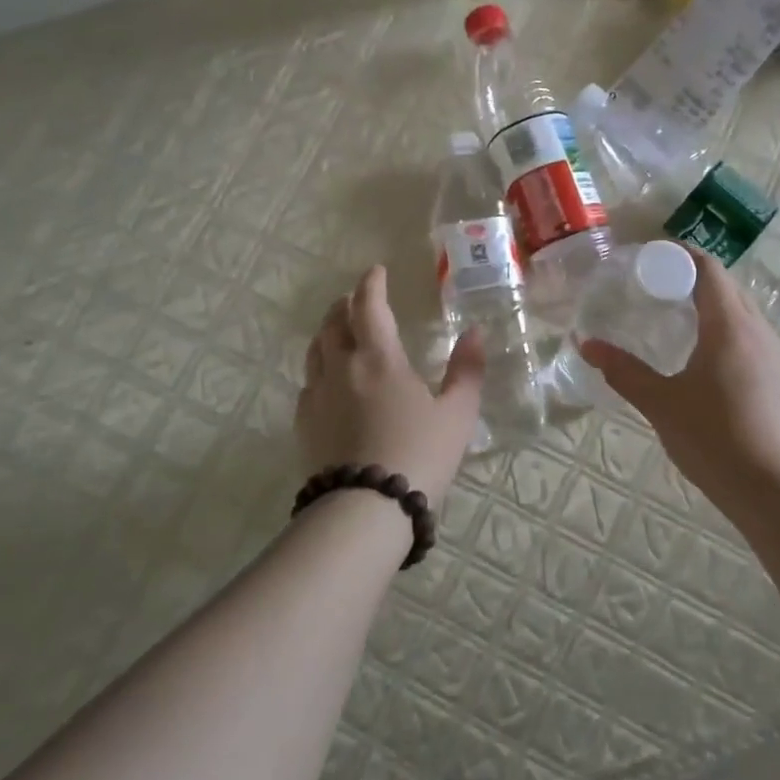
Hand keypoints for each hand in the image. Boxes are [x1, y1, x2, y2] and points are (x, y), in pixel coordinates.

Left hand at [298, 265, 484, 510]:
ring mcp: (317, 394)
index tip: (376, 271)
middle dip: (346, 304)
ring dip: (328, 330)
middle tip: (358, 299)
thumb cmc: (420, 455)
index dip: (371, 283)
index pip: (368, 305)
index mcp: (379, 358)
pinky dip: (319, 366)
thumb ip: (467, 370)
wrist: (366, 508)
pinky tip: (328, 379)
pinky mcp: (304, 422)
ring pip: (316, 349)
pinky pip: (308, 381)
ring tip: (340, 330)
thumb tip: (476, 332)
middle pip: (335, 322)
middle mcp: (342, 367)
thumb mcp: (457, 414)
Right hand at [579, 248, 779, 509]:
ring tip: (673, 315)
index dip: (679, 255)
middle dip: (691, 277)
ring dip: (710, 303)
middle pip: (726, 286)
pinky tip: (700, 355)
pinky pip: (748, 335)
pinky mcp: (777, 378)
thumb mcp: (660, 403)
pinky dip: (723, 328)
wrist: (773, 489)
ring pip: (740, 311)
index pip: (708, 269)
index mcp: (729, 325)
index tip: (648, 257)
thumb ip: (623, 370)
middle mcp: (757, 330)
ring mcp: (772, 355)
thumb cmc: (713, 438)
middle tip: (653, 285)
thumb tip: (585, 345)